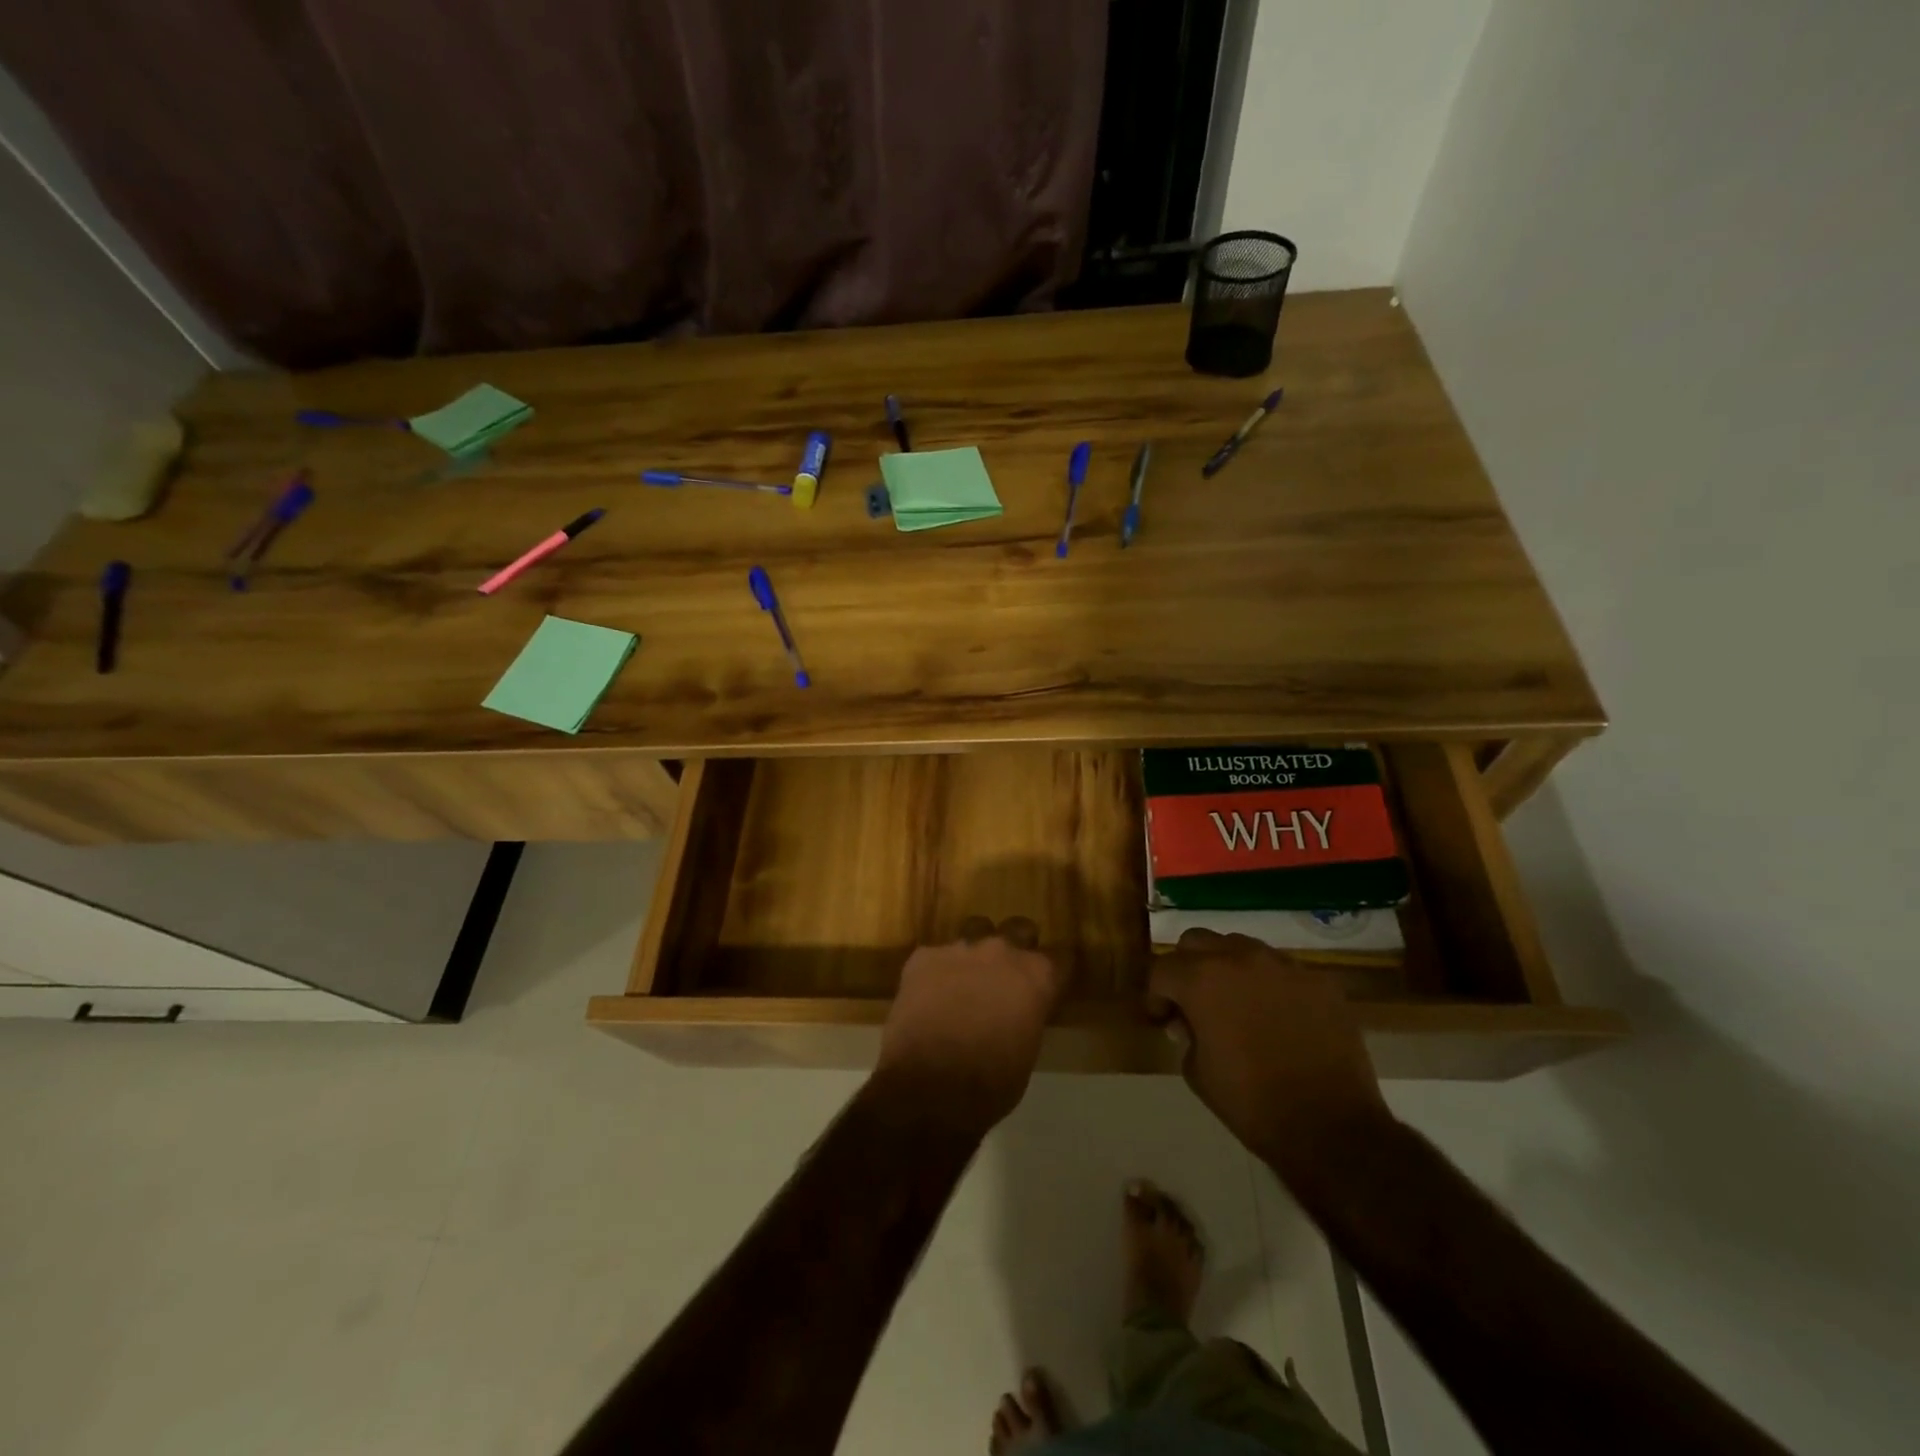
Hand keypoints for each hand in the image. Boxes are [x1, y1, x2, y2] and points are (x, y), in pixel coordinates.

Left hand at [872, 916, 1066, 1137]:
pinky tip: (929, 995)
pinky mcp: (924, 956)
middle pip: (1019, 929)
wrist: (929, 1085)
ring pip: (975, 930)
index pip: (1060, 958)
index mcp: (1036, 976)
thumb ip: (1026, 1016)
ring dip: (976, 951)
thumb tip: (1017, 1013)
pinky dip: (937, 971)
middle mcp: (1002, 951)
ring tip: (966, 979)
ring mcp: (960, 948)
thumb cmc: (990, 1083)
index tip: (1048, 985)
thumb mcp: (1026, 1052)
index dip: (1053, 972)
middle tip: (1007, 975)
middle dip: (1017, 946)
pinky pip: (936, 955)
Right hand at [1147, 929, 1390, 1173]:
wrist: (1330, 1128)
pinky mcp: (1320, 981)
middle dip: (1188, 967)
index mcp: (1202, 979)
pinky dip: (1271, 986)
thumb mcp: (1197, 1072)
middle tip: (1194, 1001)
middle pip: (1197, 942)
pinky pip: (1283, 971)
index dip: (1157, 995)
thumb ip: (1186, 1034)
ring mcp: (1284, 966)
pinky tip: (1279, 1018)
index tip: (1165, 1018)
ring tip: (1238, 1004)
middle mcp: (1240, 958)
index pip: (1163, 969)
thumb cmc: (1251, 1103)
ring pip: (1242, 947)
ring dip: (1230, 968)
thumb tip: (1187, 1020)